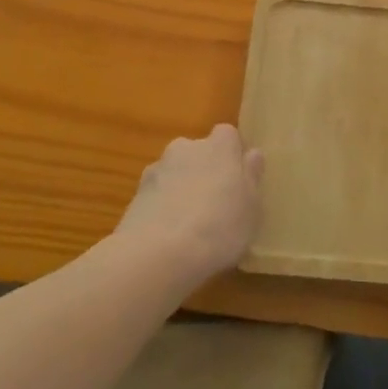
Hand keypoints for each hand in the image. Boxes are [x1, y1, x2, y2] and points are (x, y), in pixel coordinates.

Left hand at [115, 124, 263, 288]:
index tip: (238, 179)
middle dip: (205, 169)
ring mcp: (157, 169)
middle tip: (216, 202)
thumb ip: (251, 177)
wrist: (158, 253)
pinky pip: (156, 194)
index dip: (233, 155)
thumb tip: (252, 155)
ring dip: (181, 187)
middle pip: (198, 152)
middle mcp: (186, 148)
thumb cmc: (220, 226)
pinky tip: (168, 235)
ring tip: (190, 223)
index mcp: (219, 146)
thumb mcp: (252, 207)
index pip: (228, 135)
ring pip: (175, 172)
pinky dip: (162, 206)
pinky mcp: (135, 194)